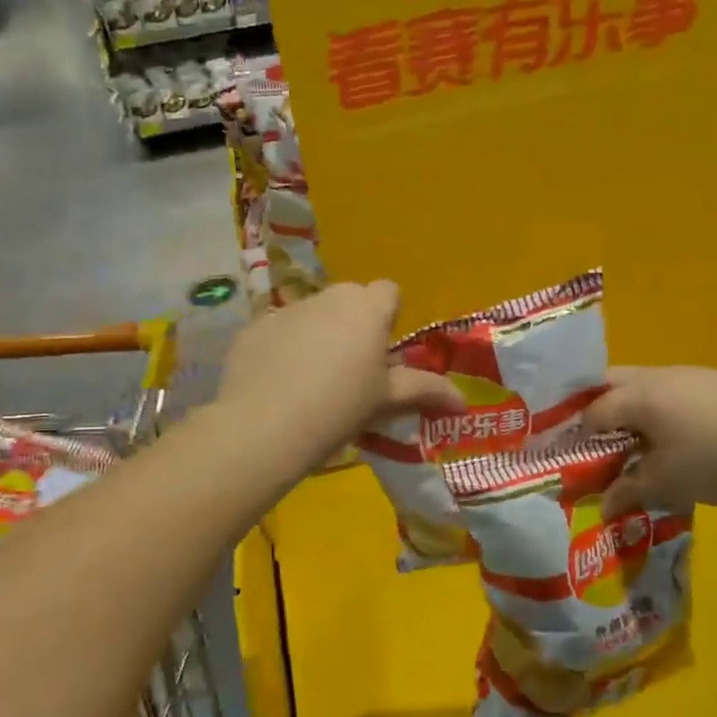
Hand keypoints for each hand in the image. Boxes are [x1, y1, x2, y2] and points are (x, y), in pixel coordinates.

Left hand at [218, 282, 461, 466]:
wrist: (266, 425)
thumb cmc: (341, 407)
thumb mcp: (387, 401)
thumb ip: (426, 391)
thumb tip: (463, 400)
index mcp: (367, 309)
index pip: (388, 291)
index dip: (389, 317)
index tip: (382, 352)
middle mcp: (328, 298)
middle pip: (349, 301)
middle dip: (353, 325)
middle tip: (352, 371)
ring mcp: (286, 310)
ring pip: (312, 315)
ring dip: (318, 336)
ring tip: (311, 383)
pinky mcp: (253, 329)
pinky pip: (278, 332)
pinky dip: (282, 350)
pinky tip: (277, 386)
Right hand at [581, 365, 716, 515]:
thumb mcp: (668, 484)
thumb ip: (629, 490)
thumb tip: (604, 505)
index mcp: (638, 395)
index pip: (592, 411)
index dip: (578, 438)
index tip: (576, 463)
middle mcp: (659, 376)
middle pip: (613, 385)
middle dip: (600, 412)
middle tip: (598, 447)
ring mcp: (693, 375)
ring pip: (647, 387)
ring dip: (635, 413)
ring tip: (641, 448)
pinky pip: (676, 394)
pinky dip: (665, 413)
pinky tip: (685, 441)